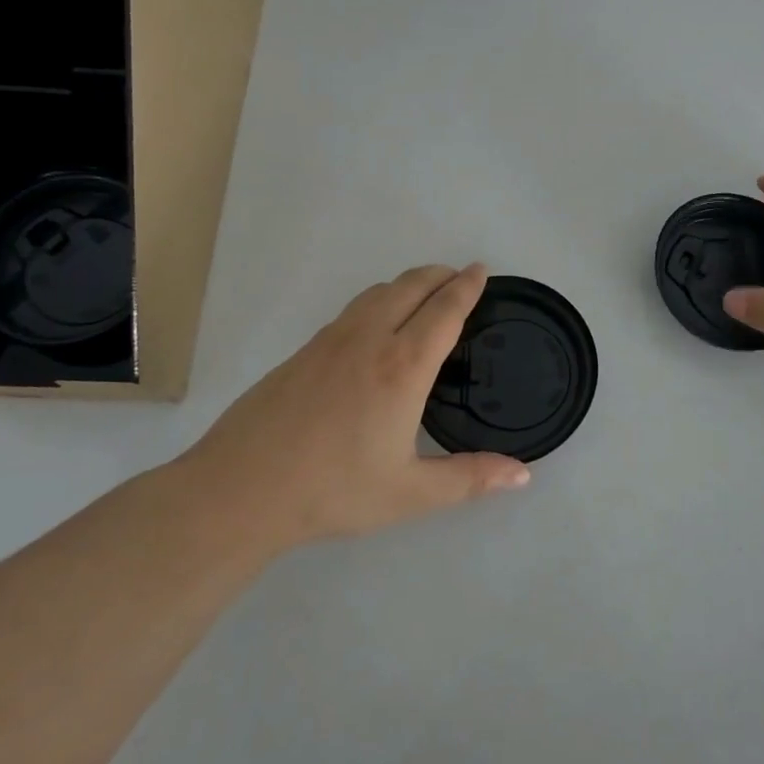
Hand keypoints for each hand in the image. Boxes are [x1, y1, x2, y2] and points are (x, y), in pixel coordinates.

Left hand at [180, 264, 529, 551]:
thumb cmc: (333, 490)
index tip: (481, 270)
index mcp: (402, 367)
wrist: (239, 490)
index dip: (467, 287)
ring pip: (377, 292)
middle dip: (440, 274)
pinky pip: (353, 309)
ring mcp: (330, 341)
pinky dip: (379, 300)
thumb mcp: (411, 493)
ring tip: (423, 294)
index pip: (444, 311)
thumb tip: (524, 476)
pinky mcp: (303, 351)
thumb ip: (470, 479)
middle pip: (410, 286)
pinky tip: (375, 326)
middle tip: (460, 277)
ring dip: (408, 283)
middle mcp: (369, 340)